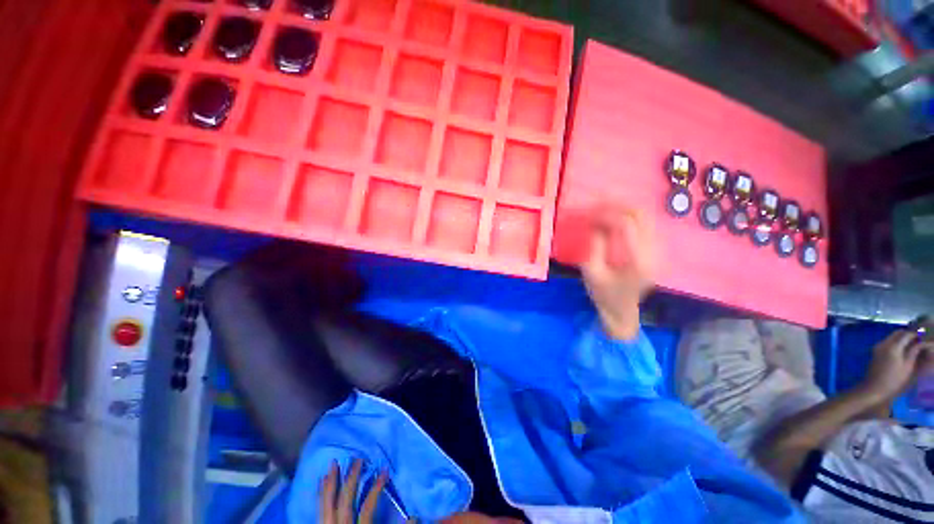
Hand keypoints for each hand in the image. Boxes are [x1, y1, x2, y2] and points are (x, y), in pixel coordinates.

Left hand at [320, 459, 386, 523]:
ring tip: (334, 463)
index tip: (385, 471)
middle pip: (345, 500)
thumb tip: (405, 514)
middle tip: (358, 459)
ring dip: (332, 482)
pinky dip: (320, 493)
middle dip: (352, 478)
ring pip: (328, 503)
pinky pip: (319, 508)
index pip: (367, 508)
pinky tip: (321, 480)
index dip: (376, 489)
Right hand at [580, 206, 656, 340]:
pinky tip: (618, 216)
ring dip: (627, 208)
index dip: (607, 213)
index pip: (626, 225)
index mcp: (637, 261)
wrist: (622, 312)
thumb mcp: (591, 271)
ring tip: (607, 205)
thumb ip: (595, 245)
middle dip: (619, 204)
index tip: (590, 211)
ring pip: (647, 217)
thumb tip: (597, 222)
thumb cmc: (603, 294)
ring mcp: (658, 252)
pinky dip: (632, 216)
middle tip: (600, 201)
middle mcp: (653, 253)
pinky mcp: (656, 251)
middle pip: (642, 215)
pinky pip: (647, 225)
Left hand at [860, 330, 932, 402]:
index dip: (917, 335)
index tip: (925, 338)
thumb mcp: (908, 366)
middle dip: (909, 335)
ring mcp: (878, 347)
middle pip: (898, 333)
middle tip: (919, 342)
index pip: (907, 334)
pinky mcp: (875, 352)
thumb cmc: (893, 380)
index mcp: (892, 346)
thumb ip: (914, 352)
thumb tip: (922, 343)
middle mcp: (883, 343)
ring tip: (913, 346)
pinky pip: (887, 343)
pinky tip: (904, 351)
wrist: (873, 389)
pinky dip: (896, 343)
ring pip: (892, 337)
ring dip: (902, 339)